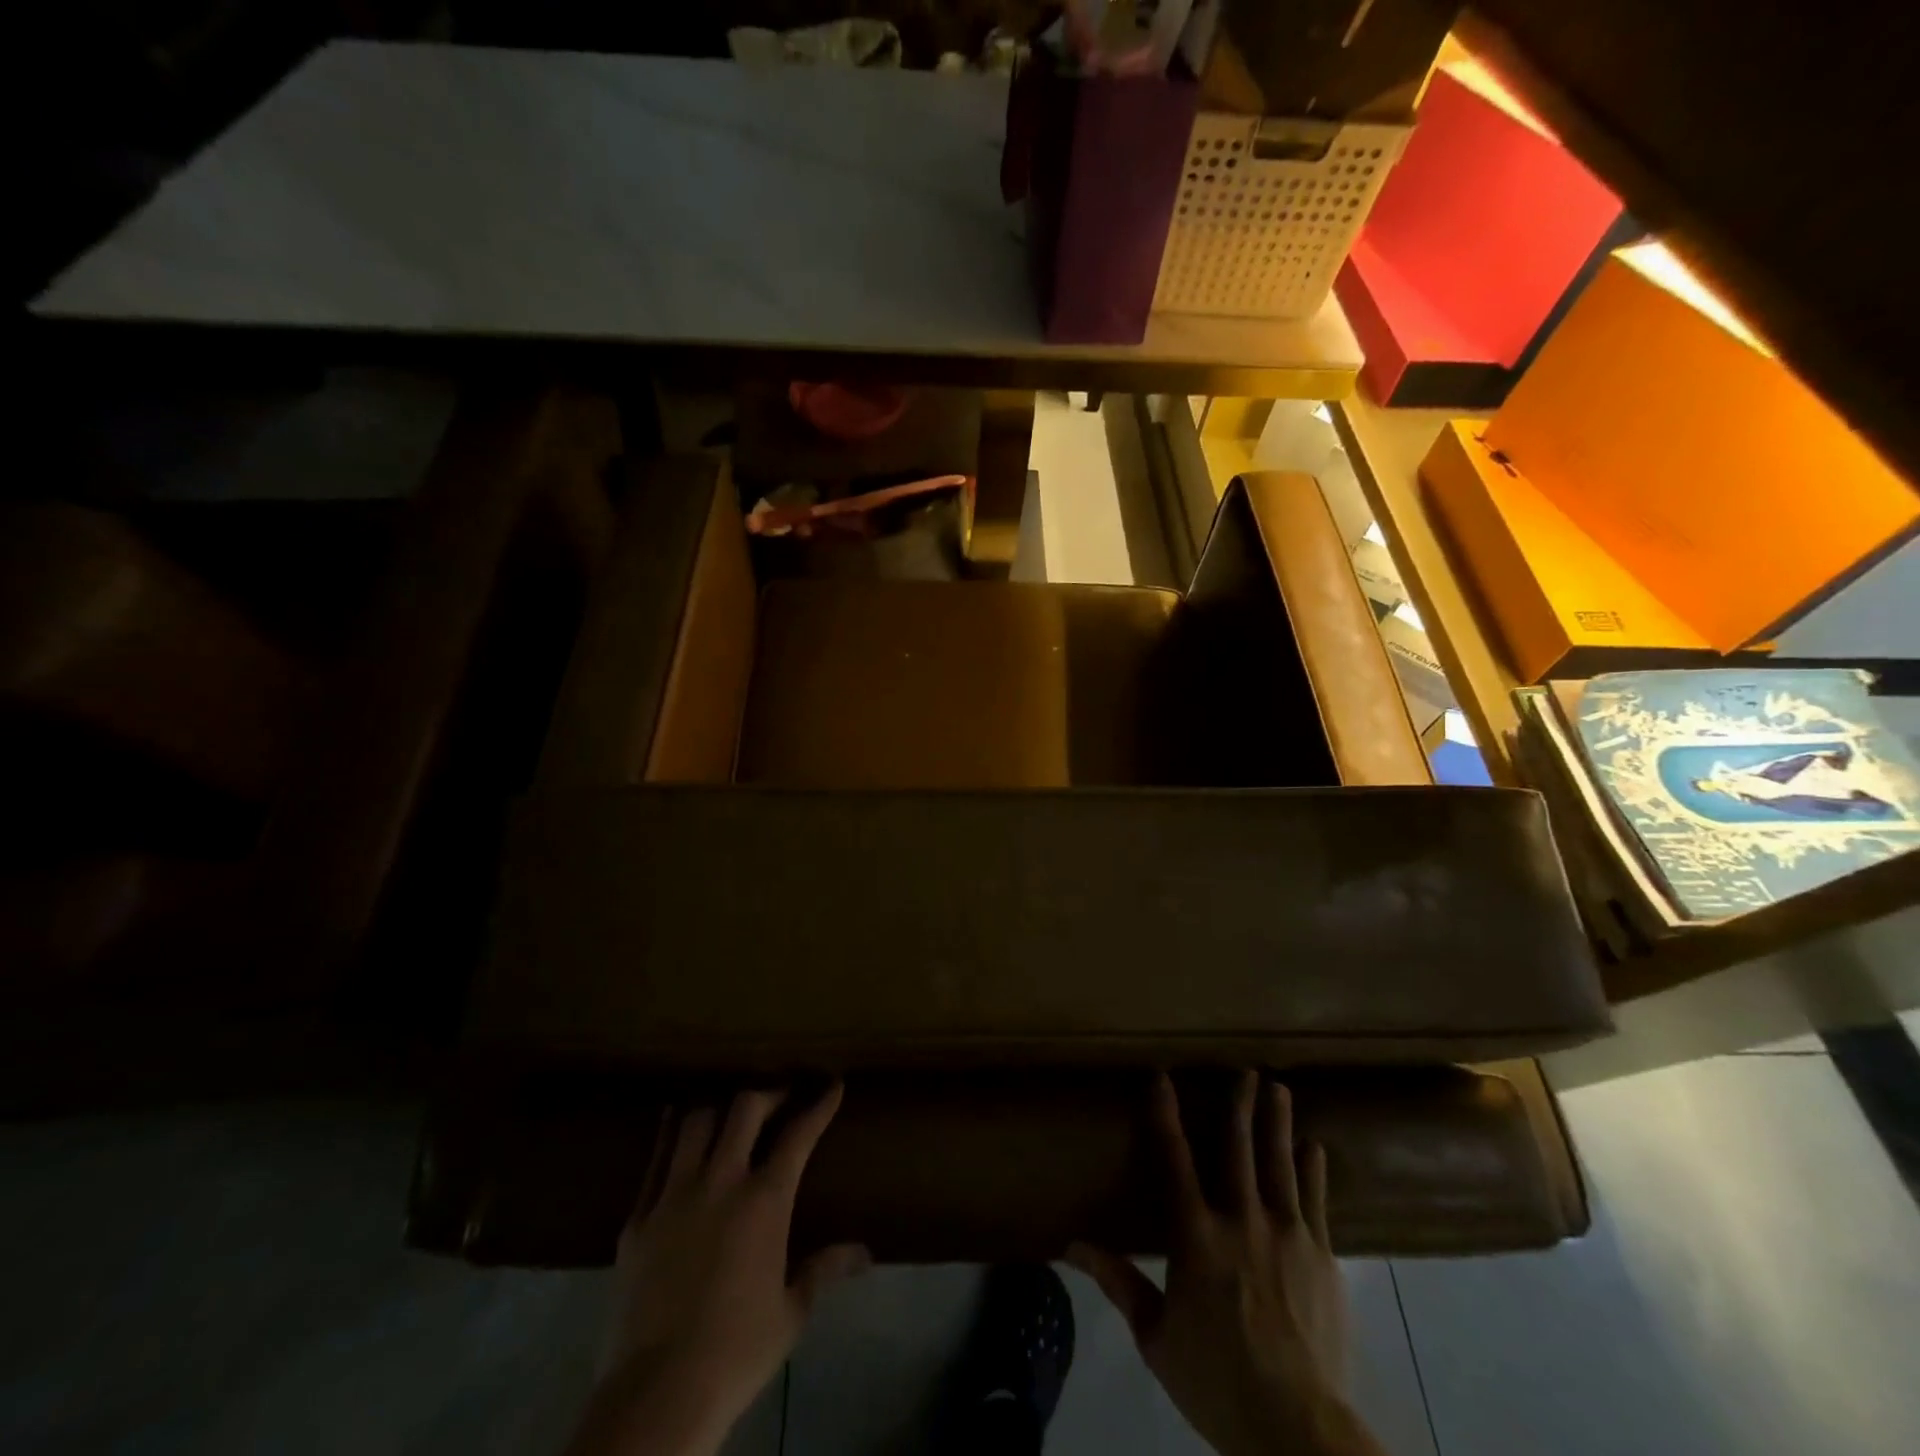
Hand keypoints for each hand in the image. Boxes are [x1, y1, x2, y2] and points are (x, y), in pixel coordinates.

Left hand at [566, 1084, 868, 1455]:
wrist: (657, 1395)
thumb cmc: (737, 1352)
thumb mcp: (791, 1312)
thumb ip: (824, 1269)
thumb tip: (864, 1253)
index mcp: (764, 1201)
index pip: (799, 1135)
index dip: (819, 1105)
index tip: (832, 1085)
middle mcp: (721, 1182)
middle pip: (745, 1109)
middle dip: (769, 1093)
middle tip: (781, 1098)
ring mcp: (674, 1195)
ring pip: (696, 1122)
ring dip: (718, 1108)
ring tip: (729, 1111)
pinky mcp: (638, 1218)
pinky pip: (655, 1159)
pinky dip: (671, 1134)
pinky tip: (677, 1126)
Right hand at [1067, 1073, 1384, 1455]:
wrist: (1299, 1431)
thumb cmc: (1217, 1381)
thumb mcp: (1156, 1336)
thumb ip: (1119, 1281)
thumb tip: (1071, 1246)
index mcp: (1196, 1236)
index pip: (1174, 1159)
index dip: (1165, 1114)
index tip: (1161, 1076)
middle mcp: (1241, 1220)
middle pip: (1239, 1149)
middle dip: (1239, 1104)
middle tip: (1245, 1069)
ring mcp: (1287, 1235)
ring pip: (1280, 1164)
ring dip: (1278, 1123)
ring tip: (1280, 1088)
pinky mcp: (1323, 1258)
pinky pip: (1318, 1203)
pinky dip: (1315, 1172)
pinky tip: (1316, 1149)